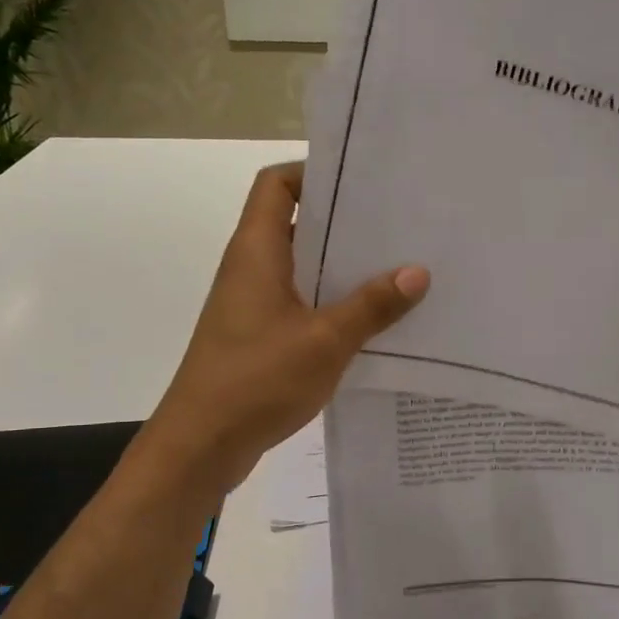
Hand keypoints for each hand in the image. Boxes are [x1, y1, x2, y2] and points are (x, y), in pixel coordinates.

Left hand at [141, 162, 428, 494]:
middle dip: (344, 224)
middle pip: (296, 224)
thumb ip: (372, 306)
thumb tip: (417, 272)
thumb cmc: (257, 380)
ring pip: (303, 269)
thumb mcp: (325, 340)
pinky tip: (374, 321)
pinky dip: (334, 305)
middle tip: (398, 226)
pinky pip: (302, 305)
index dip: (313, 173)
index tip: (362, 183)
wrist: (201, 445)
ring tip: (398, 270)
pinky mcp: (260, 337)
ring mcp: (253, 305)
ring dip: (343, 269)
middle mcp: (252, 269)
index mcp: (257, 251)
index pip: (276, 184)